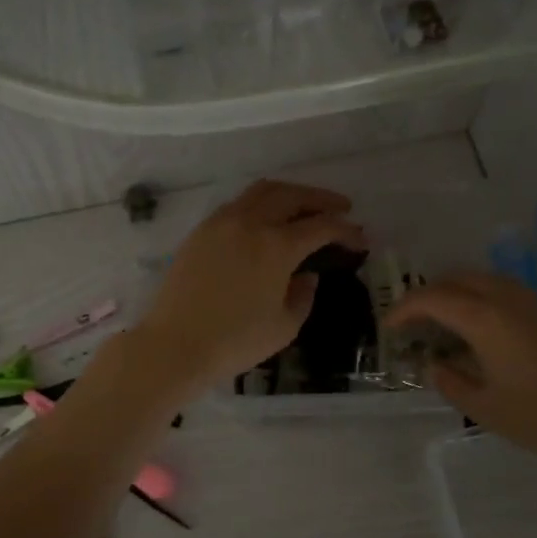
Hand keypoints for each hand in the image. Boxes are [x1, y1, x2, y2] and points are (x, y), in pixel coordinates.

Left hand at [134, 180, 365, 398]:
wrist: (176, 345)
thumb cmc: (235, 342)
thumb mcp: (284, 326)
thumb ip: (303, 295)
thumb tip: (307, 275)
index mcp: (277, 246)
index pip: (322, 226)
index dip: (346, 230)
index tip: (360, 239)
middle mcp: (251, 223)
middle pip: (293, 195)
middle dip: (321, 199)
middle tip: (341, 209)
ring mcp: (222, 222)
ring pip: (262, 191)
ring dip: (290, 193)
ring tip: (305, 206)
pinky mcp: (201, 231)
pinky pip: (238, 203)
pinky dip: (260, 203)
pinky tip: (266, 219)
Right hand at [386, 272, 536, 470]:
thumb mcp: (485, 409)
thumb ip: (451, 382)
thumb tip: (436, 365)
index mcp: (487, 319)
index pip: (435, 298)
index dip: (406, 308)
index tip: (390, 325)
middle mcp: (513, 299)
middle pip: (462, 278)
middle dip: (432, 292)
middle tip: (417, 318)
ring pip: (492, 281)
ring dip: (464, 292)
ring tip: (452, 322)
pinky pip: (517, 295)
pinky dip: (492, 301)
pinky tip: (496, 334)